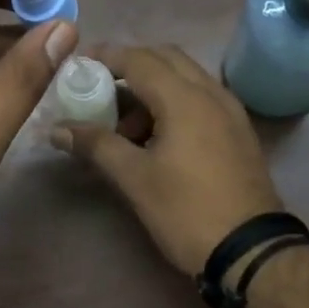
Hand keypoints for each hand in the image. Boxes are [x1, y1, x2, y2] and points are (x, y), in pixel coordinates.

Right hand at [50, 44, 283, 275]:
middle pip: (166, 60)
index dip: (105, 57)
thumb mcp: (135, 179)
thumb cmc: (187, 211)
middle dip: (130, 68)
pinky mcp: (239, 133)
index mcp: (185, 98)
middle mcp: (212, 93)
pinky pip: (201, 101)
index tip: (77, 65)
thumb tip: (57, 129)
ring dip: (152, 90)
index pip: (139, 59)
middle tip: (99, 93)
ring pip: (186, 80)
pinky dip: (174, 105)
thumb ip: (96, 146)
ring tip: (123, 130)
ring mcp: (231, 112)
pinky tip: (156, 140)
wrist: (250, 250)